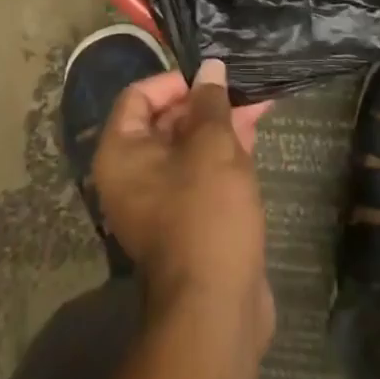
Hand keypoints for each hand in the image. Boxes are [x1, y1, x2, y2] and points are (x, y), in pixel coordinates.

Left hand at [93, 58, 275, 342]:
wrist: (216, 311)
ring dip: (221, 124)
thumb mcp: (211, 145)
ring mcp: (159, 202)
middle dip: (206, 101)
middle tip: (242, 85)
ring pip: (188, 147)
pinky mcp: (187, 222)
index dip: (174, 81)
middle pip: (165, 121)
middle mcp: (132, 175)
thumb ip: (211, 101)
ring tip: (258, 102)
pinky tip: (254, 133)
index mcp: (121, 153)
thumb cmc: (205, 212)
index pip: (138, 96)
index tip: (209, 78)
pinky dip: (224, 153)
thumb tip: (210, 67)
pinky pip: (201, 173)